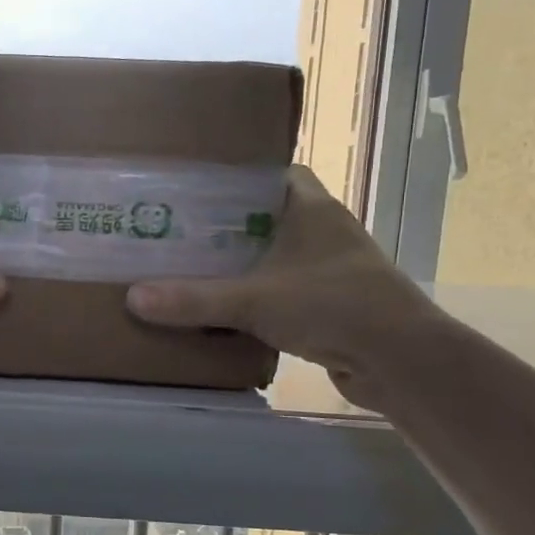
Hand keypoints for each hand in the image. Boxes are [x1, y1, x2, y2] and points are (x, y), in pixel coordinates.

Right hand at [125, 165, 443, 406]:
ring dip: (242, 262)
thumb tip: (133, 297)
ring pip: (275, 255)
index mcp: (311, 208)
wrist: (402, 362)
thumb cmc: (333, 307)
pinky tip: (225, 308)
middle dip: (227, 225)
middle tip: (179, 230)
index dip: (238, 177)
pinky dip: (258, 295)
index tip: (197, 188)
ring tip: (192, 266)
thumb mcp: (254, 300)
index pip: (274, 173)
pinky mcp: (332, 304)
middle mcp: (324, 231)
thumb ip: (194, 299)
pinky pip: (284, 289)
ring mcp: (330, 269)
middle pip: (268, 215)